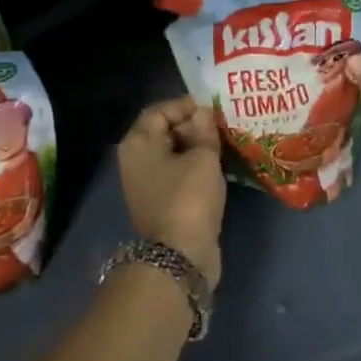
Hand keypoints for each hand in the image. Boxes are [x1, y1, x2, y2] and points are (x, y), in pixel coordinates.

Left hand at [118, 96, 225, 285]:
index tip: (214, 109)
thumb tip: (202, 112)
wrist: (180, 255)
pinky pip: (177, 174)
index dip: (186, 105)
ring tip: (224, 144)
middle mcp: (136, 160)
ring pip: (172, 154)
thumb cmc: (189, 198)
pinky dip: (195, 167)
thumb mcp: (203, 158)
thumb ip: (204, 131)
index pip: (159, 110)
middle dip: (193, 126)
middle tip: (222, 126)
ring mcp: (146, 183)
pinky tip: (218, 167)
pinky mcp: (160, 201)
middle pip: (163, 131)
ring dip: (196, 148)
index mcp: (138, 143)